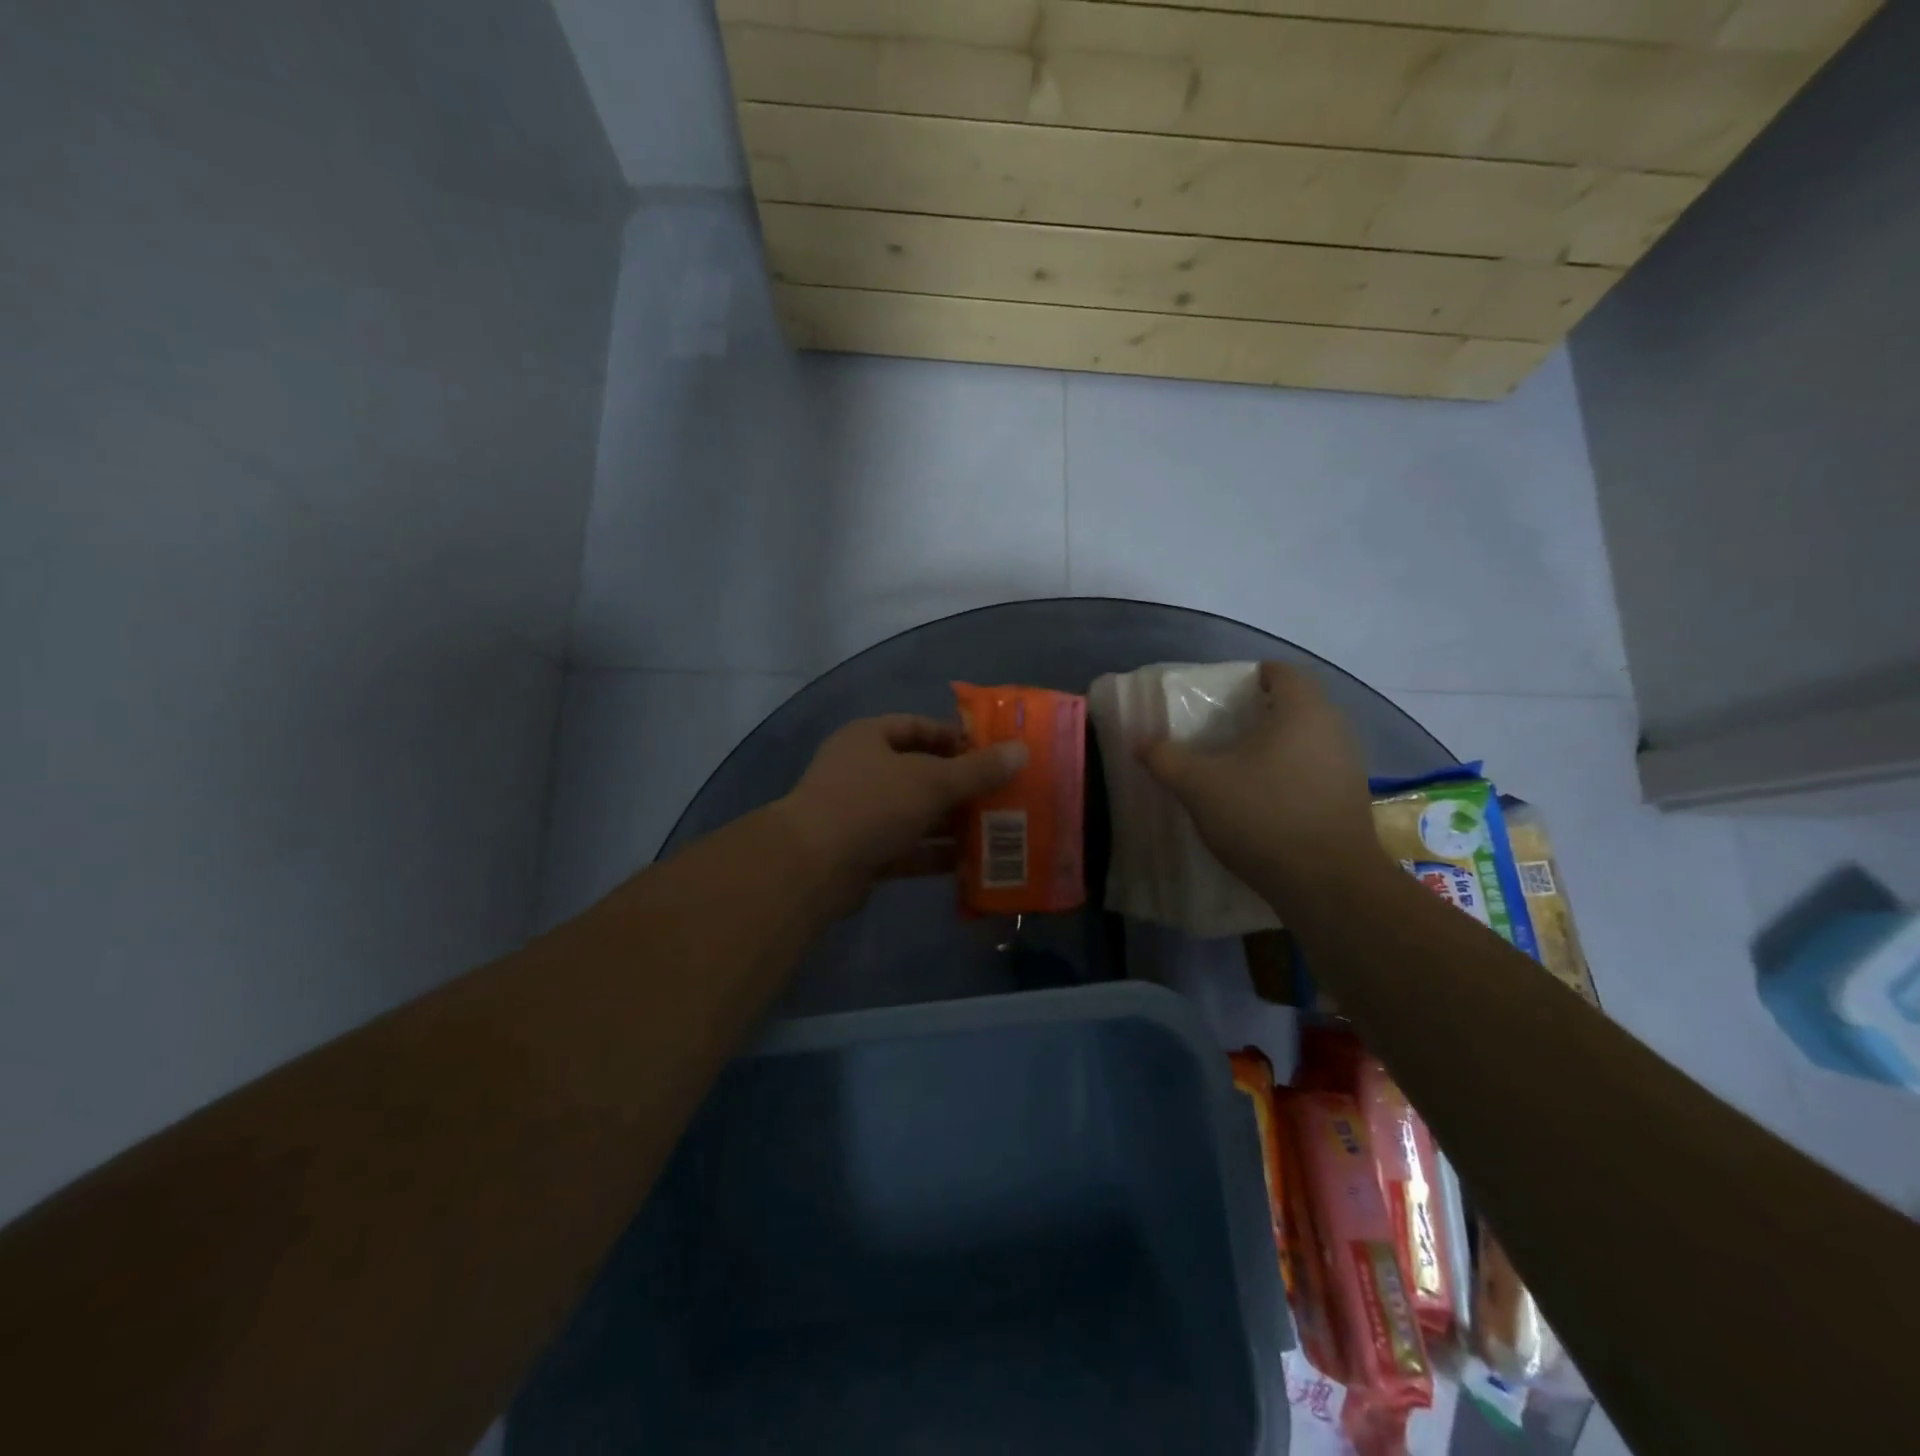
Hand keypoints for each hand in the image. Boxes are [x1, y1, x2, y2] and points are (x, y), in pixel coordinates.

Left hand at [775, 715, 1027, 907]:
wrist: (813, 867)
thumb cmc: (872, 804)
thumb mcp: (931, 781)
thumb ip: (977, 770)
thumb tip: (1021, 751)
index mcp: (869, 738)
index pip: (918, 727)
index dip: (955, 738)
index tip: (993, 754)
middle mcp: (862, 771)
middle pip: (920, 773)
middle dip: (960, 787)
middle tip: (1003, 796)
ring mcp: (860, 814)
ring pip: (915, 814)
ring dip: (951, 823)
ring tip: (996, 831)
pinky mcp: (863, 853)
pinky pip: (907, 848)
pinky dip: (935, 855)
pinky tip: (971, 864)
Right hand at [1139, 661, 1388, 908]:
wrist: (1326, 883)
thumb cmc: (1262, 816)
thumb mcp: (1199, 786)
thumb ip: (1166, 758)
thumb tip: (1140, 741)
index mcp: (1302, 710)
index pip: (1280, 671)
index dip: (1249, 676)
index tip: (1220, 695)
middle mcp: (1334, 728)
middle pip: (1296, 704)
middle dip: (1259, 712)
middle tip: (1221, 730)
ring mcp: (1349, 765)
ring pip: (1307, 739)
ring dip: (1276, 746)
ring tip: (1239, 766)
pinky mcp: (1351, 799)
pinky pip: (1316, 770)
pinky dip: (1291, 774)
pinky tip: (1264, 800)